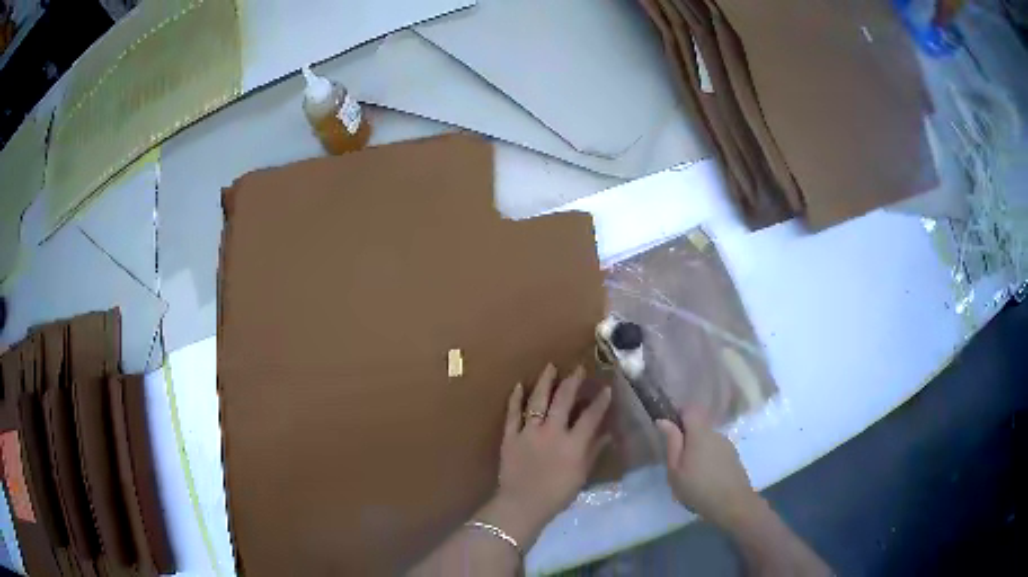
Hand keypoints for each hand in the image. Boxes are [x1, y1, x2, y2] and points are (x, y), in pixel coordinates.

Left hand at [481, 364, 611, 548]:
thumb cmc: (557, 494)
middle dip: (572, 382)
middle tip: (578, 368)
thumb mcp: (582, 475)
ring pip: (537, 400)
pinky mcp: (510, 436)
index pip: (591, 416)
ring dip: (545, 382)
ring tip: (550, 367)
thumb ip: (594, 451)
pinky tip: (518, 385)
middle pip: (563, 400)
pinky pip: (512, 413)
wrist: (522, 505)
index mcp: (573, 443)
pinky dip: (515, 399)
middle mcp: (552, 432)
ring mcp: (529, 432)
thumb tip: (608, 433)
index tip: (606, 387)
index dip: (600, 401)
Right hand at [657, 409, 762, 530]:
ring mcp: (727, 444)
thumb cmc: (698, 488)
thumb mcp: (675, 469)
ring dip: (699, 450)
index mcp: (700, 433)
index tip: (670, 432)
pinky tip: (706, 478)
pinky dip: (709, 459)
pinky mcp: (733, 456)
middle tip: (678, 462)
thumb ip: (672, 442)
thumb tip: (664, 420)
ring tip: (692, 475)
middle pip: (699, 427)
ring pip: (708, 440)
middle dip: (687, 439)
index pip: (691, 409)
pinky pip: (717, 450)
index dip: (679, 415)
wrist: (732, 504)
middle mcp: (716, 433)